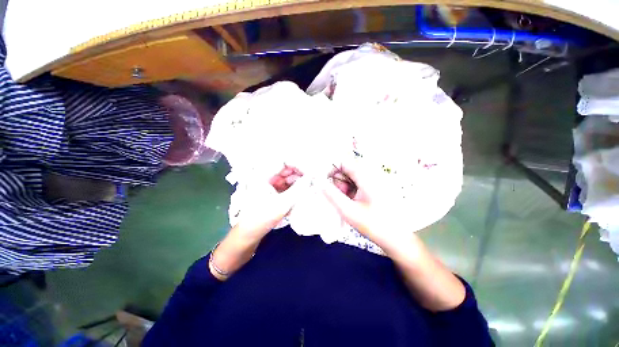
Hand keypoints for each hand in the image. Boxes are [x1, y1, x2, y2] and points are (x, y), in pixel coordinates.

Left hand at [235, 165, 305, 240]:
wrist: (249, 233)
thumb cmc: (262, 217)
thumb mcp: (282, 203)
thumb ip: (298, 189)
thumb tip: (311, 176)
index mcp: (264, 175)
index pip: (284, 162)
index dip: (298, 164)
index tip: (311, 171)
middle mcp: (267, 176)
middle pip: (287, 169)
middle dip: (300, 174)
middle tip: (313, 180)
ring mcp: (270, 184)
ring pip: (288, 178)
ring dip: (299, 181)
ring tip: (310, 187)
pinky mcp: (273, 192)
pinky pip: (287, 186)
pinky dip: (295, 188)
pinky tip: (303, 192)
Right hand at [323, 160, 465, 310]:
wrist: (396, 239)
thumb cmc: (373, 225)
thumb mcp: (348, 210)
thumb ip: (332, 194)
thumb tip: (319, 182)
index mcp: (366, 177)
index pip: (344, 163)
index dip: (331, 170)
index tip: (323, 182)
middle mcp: (370, 176)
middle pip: (346, 171)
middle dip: (338, 183)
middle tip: (337, 199)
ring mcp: (372, 183)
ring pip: (350, 179)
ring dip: (343, 189)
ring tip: (346, 205)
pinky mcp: (372, 190)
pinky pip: (355, 186)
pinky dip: (349, 193)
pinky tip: (351, 205)